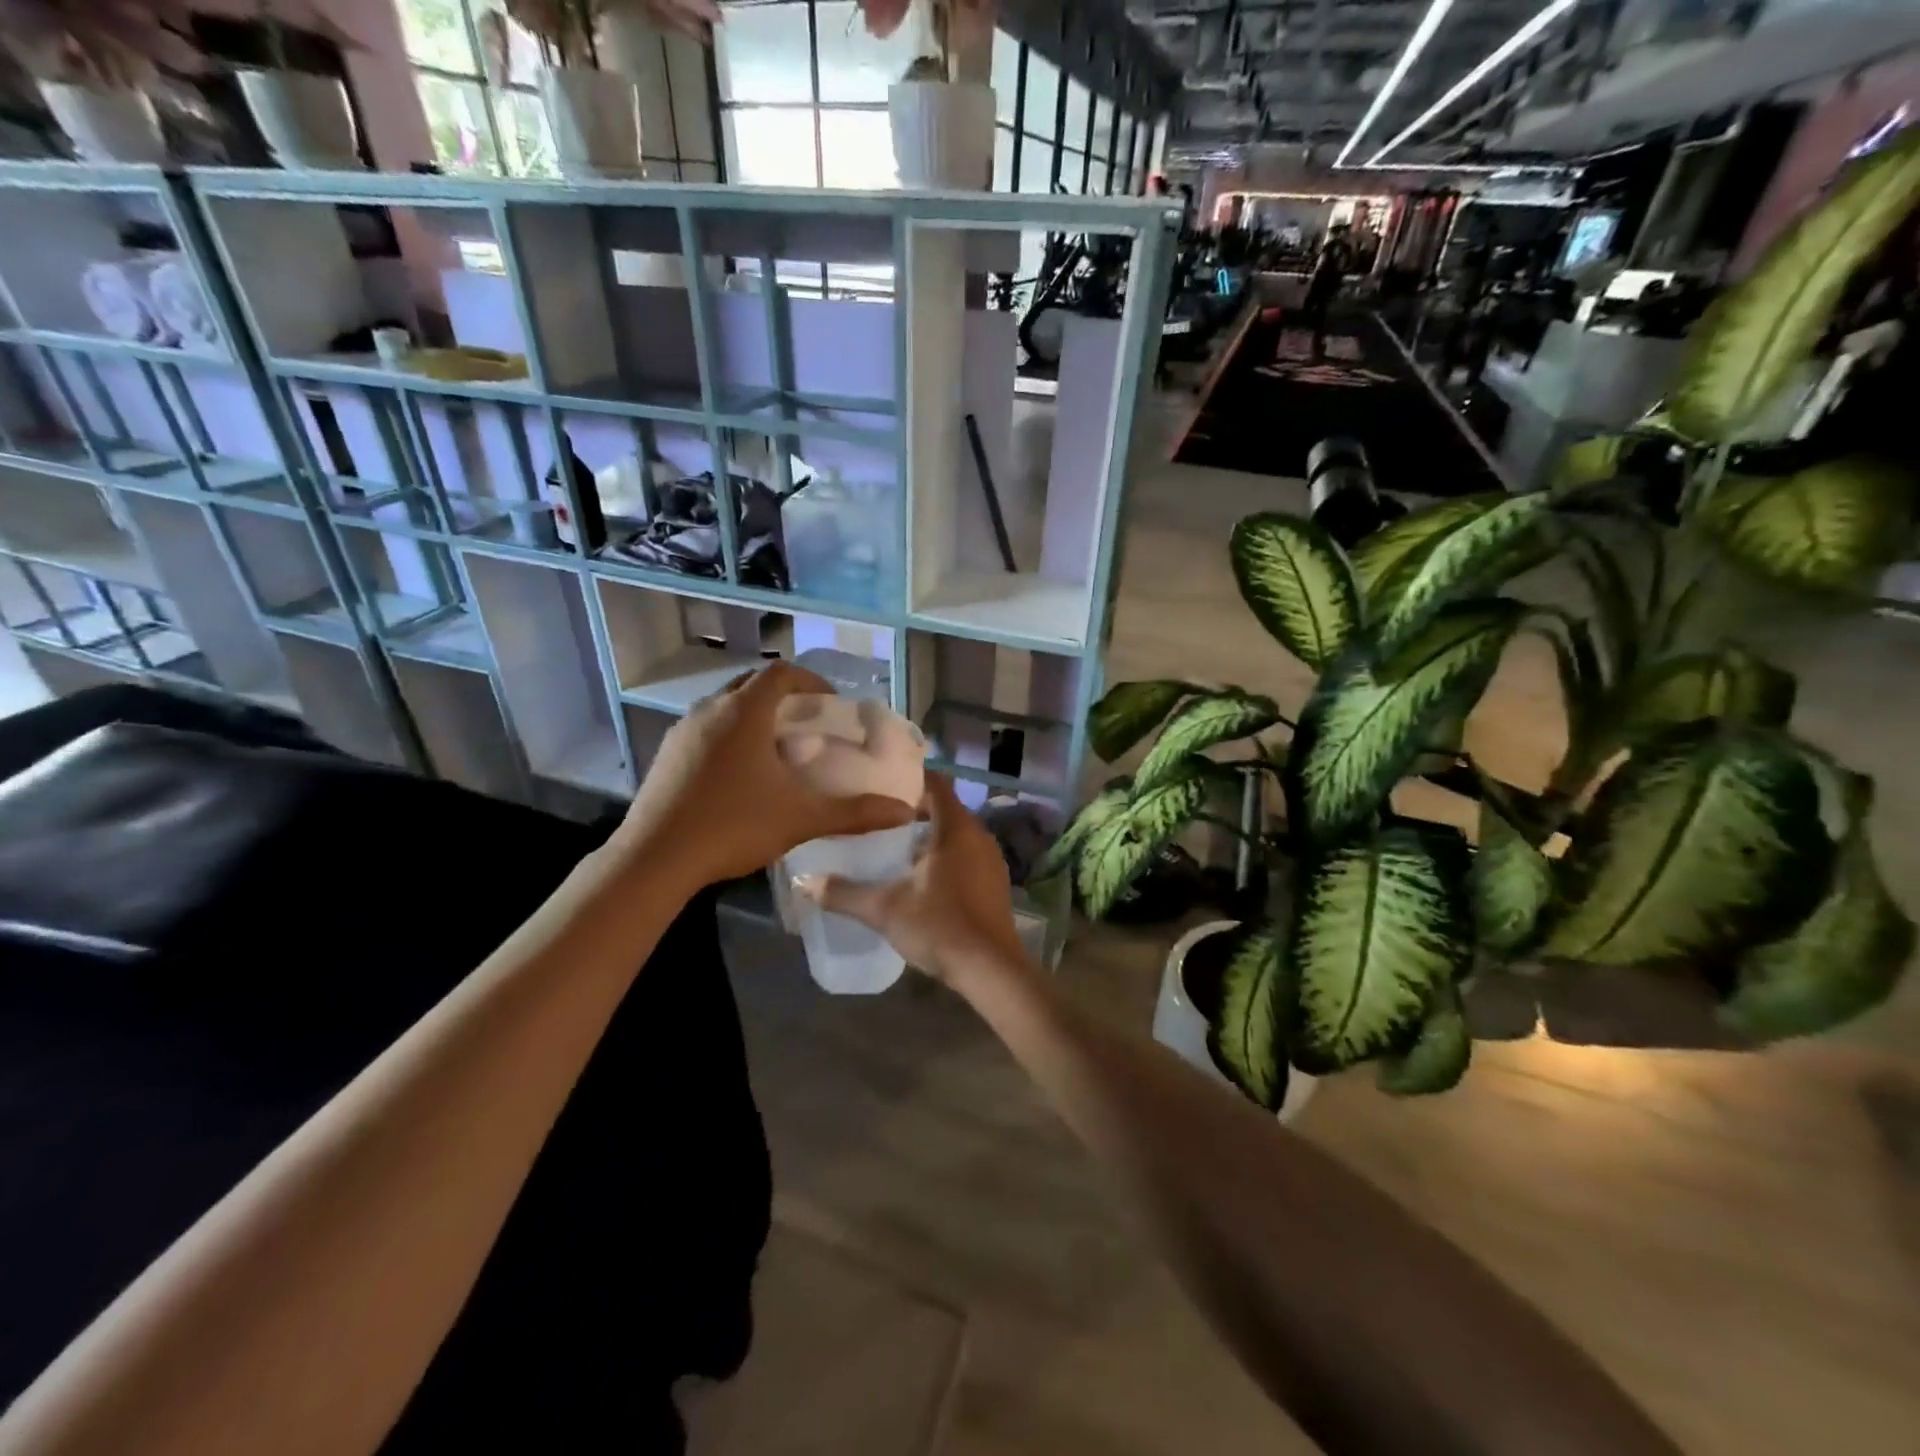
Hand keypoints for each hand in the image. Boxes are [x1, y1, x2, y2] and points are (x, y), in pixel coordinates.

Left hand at [617, 662, 913, 889]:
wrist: (654, 859)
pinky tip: (739, 773)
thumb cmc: (732, 827)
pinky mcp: (667, 754)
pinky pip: (706, 728)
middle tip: (808, 723)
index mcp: (743, 713)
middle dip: (783, 696)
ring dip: (754, 715)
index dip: (812, 680)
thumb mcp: (801, 818)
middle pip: (752, 684)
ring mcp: (683, 731)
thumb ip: (855, 813)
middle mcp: (710, 710)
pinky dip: (730, 734)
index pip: (782, 673)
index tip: (831, 703)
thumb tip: (904, 812)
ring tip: (777, 747)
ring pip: (725, 706)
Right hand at [795, 773, 1029, 987]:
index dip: (910, 780)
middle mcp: (979, 836)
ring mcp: (991, 860)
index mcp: (956, 828)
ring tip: (895, 848)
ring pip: (957, 834)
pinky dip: (946, 856)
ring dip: (930, 836)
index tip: (882, 785)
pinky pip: (967, 855)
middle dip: (914, 811)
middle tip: (879, 818)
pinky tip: (923, 878)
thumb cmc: (940, 927)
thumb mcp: (885, 909)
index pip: (936, 785)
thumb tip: (804, 881)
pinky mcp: (995, 883)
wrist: (991, 969)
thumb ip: (844, 893)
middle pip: (945, 809)